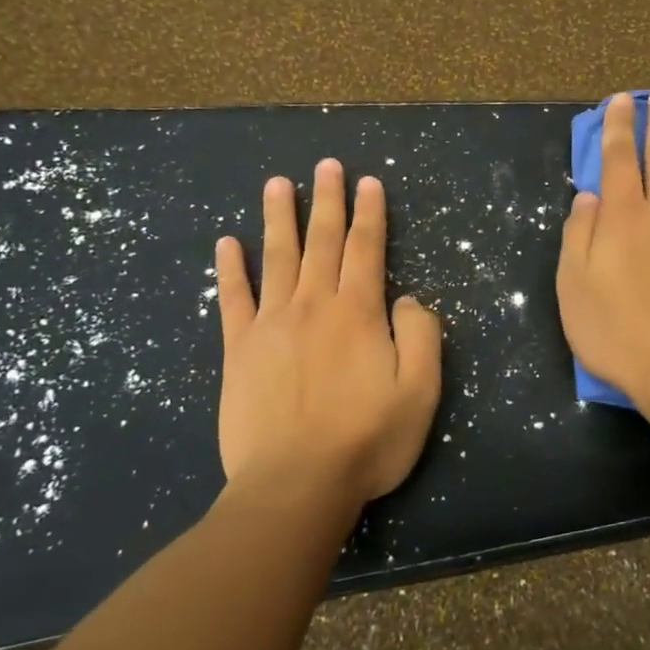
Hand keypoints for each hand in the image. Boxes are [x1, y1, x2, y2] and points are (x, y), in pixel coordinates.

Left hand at [215, 159, 442, 508]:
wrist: (295, 485)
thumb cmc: (366, 441)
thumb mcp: (420, 392)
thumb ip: (422, 336)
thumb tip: (407, 298)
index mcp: (358, 313)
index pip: (366, 249)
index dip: (370, 213)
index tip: (368, 182)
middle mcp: (314, 305)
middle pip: (322, 241)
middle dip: (327, 200)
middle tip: (326, 164)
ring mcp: (271, 324)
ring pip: (277, 257)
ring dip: (279, 217)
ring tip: (278, 183)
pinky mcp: (239, 349)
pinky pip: (233, 298)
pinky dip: (230, 268)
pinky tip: (227, 242)